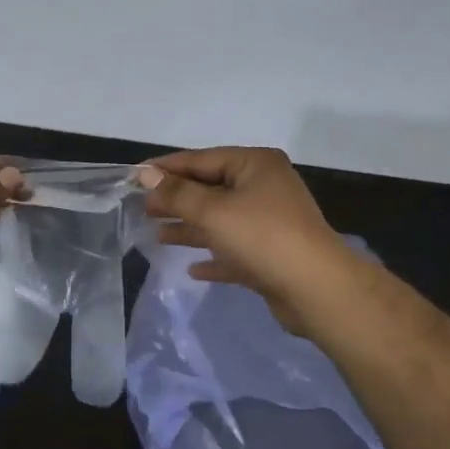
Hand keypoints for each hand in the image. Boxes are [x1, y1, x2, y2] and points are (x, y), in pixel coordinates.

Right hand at [137, 147, 352, 334]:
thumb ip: (176, 193)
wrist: (315, 289)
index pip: (201, 159)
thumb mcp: (212, 211)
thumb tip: (145, 175)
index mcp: (255, 165)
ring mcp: (269, 222)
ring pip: (220, 220)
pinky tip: (192, 268)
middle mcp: (264, 187)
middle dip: (176, 199)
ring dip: (190, 227)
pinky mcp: (270, 254)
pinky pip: (233, 250)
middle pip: (210, 188)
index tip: (134, 177)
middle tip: (141, 208)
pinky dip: (213, 255)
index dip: (166, 168)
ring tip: (157, 235)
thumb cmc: (262, 237)